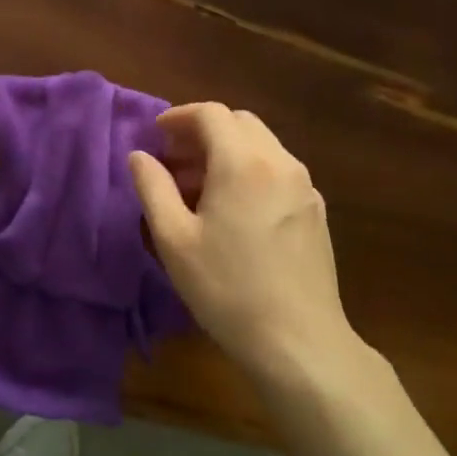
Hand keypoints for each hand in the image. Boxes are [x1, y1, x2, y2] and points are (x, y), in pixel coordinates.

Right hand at [129, 102, 358, 383]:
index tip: (156, 136)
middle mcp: (280, 162)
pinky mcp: (316, 211)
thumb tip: (140, 156)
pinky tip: (234, 210)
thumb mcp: (174, 239)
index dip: (179, 117)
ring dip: (227, 151)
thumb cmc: (227, 288)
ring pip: (262, 145)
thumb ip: (152, 187)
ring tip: (199, 188)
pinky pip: (278, 171)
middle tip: (174, 161)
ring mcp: (305, 186)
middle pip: (239, 123)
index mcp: (242, 163)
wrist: (299, 341)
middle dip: (203, 132)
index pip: (211, 114)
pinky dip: (250, 170)